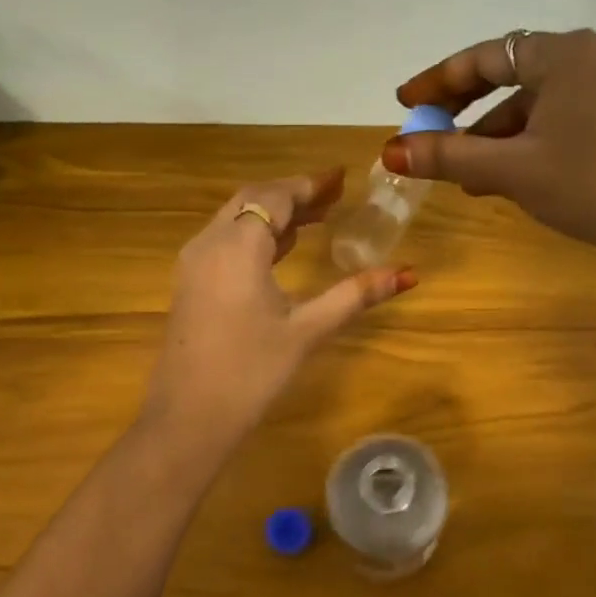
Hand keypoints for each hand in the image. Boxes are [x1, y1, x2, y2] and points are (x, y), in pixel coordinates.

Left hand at [143, 169, 416, 442]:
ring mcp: (193, 264)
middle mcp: (209, 244)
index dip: (308, 184)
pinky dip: (254, 234)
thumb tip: (408, 273)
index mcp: (237, 246)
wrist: (187, 418)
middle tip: (332, 197)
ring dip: (272, 214)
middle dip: (292, 194)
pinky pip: (223, 240)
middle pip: (251, 200)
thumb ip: (355, 295)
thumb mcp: (307, 330)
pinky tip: (280, 251)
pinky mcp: (189, 284)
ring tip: (315, 220)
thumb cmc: (251, 372)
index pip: (274, 197)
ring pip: (234, 219)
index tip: (340, 178)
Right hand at [384, 30, 595, 283]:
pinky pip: (563, 116)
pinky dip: (530, 140)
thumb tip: (392, 149)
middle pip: (510, 75)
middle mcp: (591, 56)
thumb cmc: (590, 188)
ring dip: (498, 134)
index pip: (484, 57)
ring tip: (468, 176)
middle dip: (467, 111)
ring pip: (537, 102)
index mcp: (563, 55)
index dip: (438, 81)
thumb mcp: (512, 171)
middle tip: (431, 135)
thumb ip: (449, 156)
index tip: (404, 102)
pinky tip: (512, 174)